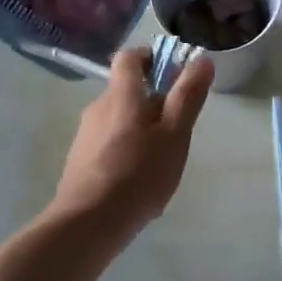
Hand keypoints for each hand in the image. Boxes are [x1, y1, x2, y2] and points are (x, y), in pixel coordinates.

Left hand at [50, 47, 213, 236]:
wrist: (88, 223)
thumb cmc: (138, 173)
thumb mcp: (175, 134)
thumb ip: (188, 95)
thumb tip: (202, 59)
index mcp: (121, 94)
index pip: (129, 57)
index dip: (150, 57)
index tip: (171, 73)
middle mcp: (98, 107)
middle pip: (126, 90)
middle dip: (151, 101)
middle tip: (176, 127)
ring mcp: (85, 135)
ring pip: (118, 119)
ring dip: (139, 129)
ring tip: (160, 160)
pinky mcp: (79, 161)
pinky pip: (107, 144)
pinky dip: (125, 151)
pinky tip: (138, 181)